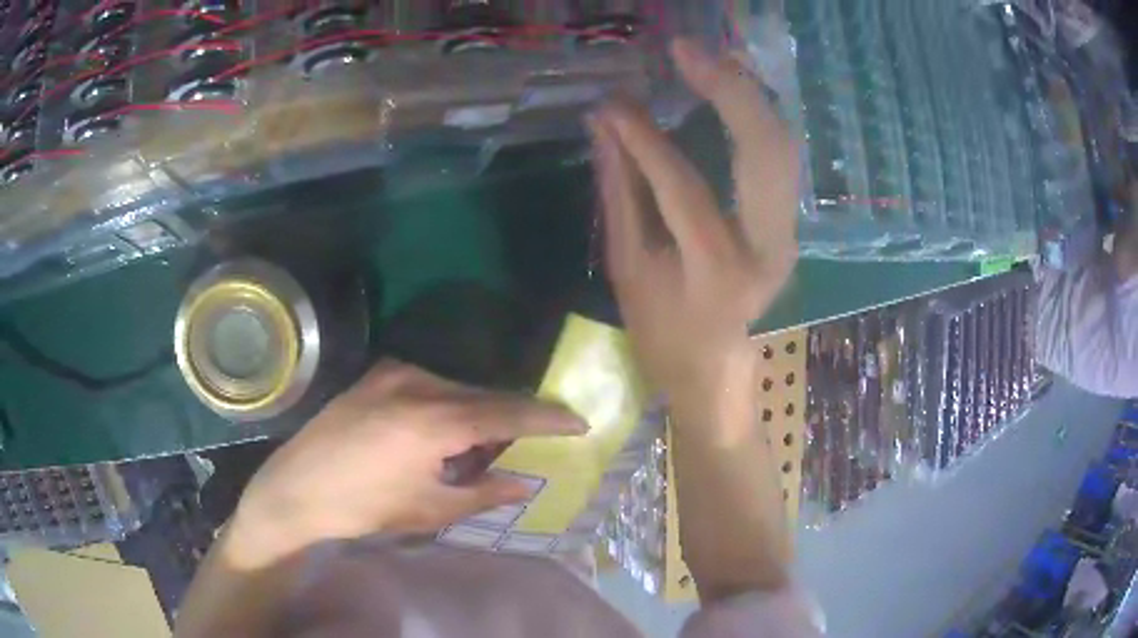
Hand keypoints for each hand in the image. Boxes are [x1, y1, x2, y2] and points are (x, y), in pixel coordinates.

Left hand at [229, 360, 585, 567]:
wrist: (296, 488)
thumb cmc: (364, 506)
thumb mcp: (430, 508)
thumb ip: (484, 492)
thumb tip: (524, 483)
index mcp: (435, 419)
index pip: (509, 412)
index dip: (548, 418)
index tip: (579, 421)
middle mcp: (419, 383)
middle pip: (484, 396)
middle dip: (513, 417)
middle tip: (533, 440)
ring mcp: (394, 373)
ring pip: (457, 389)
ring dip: (478, 413)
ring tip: (483, 446)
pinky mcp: (377, 375)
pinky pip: (430, 385)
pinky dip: (449, 405)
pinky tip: (442, 432)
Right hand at [588, 39, 798, 431]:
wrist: (714, 370)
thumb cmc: (663, 332)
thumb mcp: (628, 269)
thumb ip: (620, 193)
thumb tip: (604, 126)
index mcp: (718, 273)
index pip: (684, 188)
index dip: (646, 139)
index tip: (614, 103)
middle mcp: (768, 249)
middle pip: (765, 153)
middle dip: (729, 91)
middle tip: (686, 51)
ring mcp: (787, 234)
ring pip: (782, 148)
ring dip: (749, 96)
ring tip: (710, 58)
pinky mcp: (788, 224)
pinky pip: (779, 158)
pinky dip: (758, 116)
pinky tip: (733, 88)